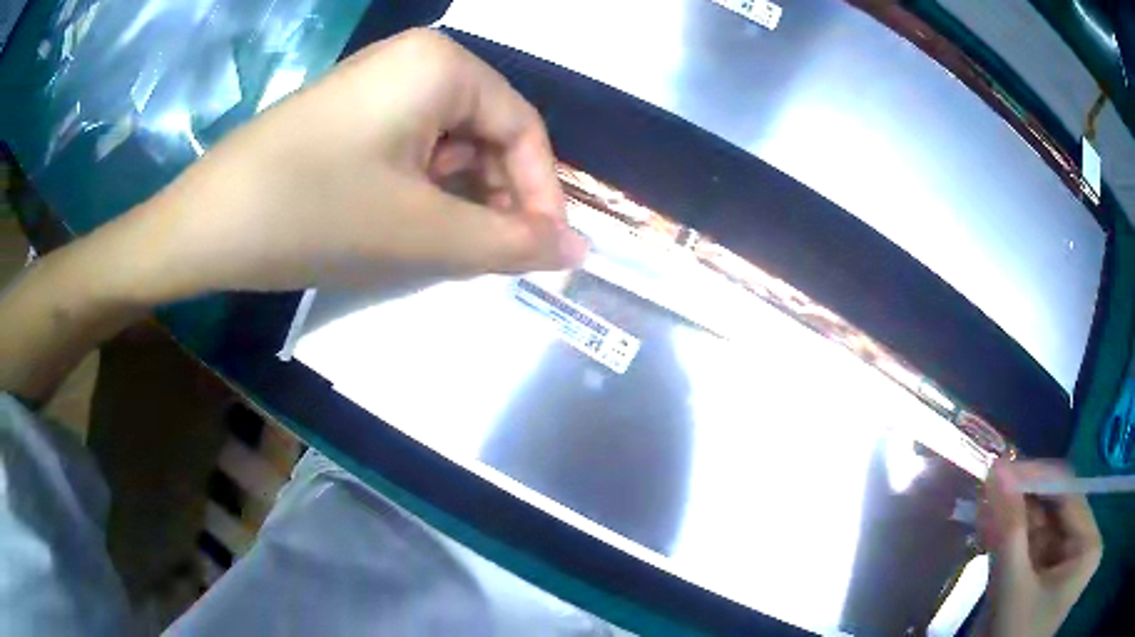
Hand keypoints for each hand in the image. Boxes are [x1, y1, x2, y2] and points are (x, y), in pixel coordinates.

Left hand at [121, 28, 585, 300]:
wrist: (205, 224)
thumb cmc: (315, 215)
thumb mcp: (423, 235)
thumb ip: (510, 244)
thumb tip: (579, 252)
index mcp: (443, 65)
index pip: (524, 129)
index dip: (541, 195)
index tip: (541, 255)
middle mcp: (415, 59)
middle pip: (486, 132)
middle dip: (495, 199)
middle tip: (490, 260)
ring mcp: (377, 83)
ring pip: (447, 144)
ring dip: (458, 199)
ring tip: (447, 250)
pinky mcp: (349, 111)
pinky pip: (410, 147)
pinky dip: (421, 190)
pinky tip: (407, 226)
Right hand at [978, 460, 1101, 636]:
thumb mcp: (1011, 592)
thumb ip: (1008, 531)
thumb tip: (996, 468)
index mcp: (1088, 547)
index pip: (1069, 493)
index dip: (1036, 478)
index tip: (999, 471)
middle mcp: (1084, 546)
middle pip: (1056, 510)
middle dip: (1021, 503)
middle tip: (987, 489)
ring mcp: (1068, 562)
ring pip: (1042, 529)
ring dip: (1013, 520)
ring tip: (983, 505)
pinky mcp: (1050, 576)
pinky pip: (1034, 549)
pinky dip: (1012, 540)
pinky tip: (991, 528)